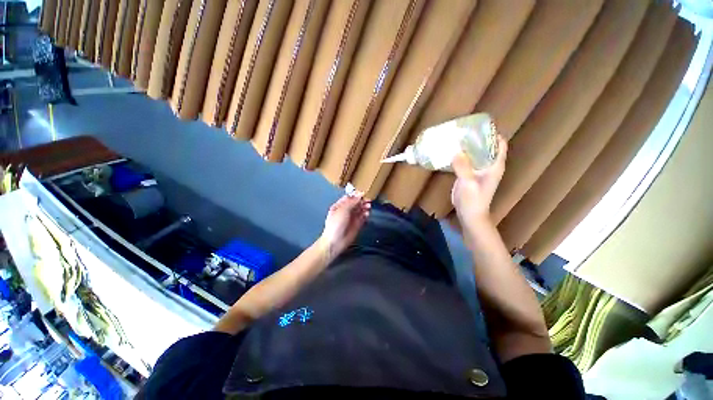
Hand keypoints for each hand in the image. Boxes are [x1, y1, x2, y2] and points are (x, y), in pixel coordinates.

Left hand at [319, 194, 370, 259]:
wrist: (335, 242)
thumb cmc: (336, 224)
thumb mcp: (343, 210)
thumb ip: (352, 202)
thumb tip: (360, 194)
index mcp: (339, 206)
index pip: (348, 198)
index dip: (356, 195)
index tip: (363, 194)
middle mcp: (345, 211)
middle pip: (355, 203)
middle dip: (362, 201)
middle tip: (368, 200)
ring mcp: (351, 218)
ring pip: (360, 210)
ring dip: (364, 207)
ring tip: (368, 206)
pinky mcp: (357, 225)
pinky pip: (362, 218)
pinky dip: (365, 215)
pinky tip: (367, 214)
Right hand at [451, 135, 507, 229]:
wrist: (470, 214)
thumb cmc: (474, 200)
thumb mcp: (469, 183)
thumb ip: (463, 167)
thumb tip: (455, 151)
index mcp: (494, 165)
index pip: (499, 144)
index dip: (492, 133)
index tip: (479, 126)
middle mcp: (488, 165)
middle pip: (486, 146)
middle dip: (476, 138)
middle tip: (462, 130)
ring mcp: (477, 170)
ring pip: (474, 153)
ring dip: (466, 146)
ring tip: (455, 138)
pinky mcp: (468, 175)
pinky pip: (465, 161)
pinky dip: (460, 155)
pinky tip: (450, 152)